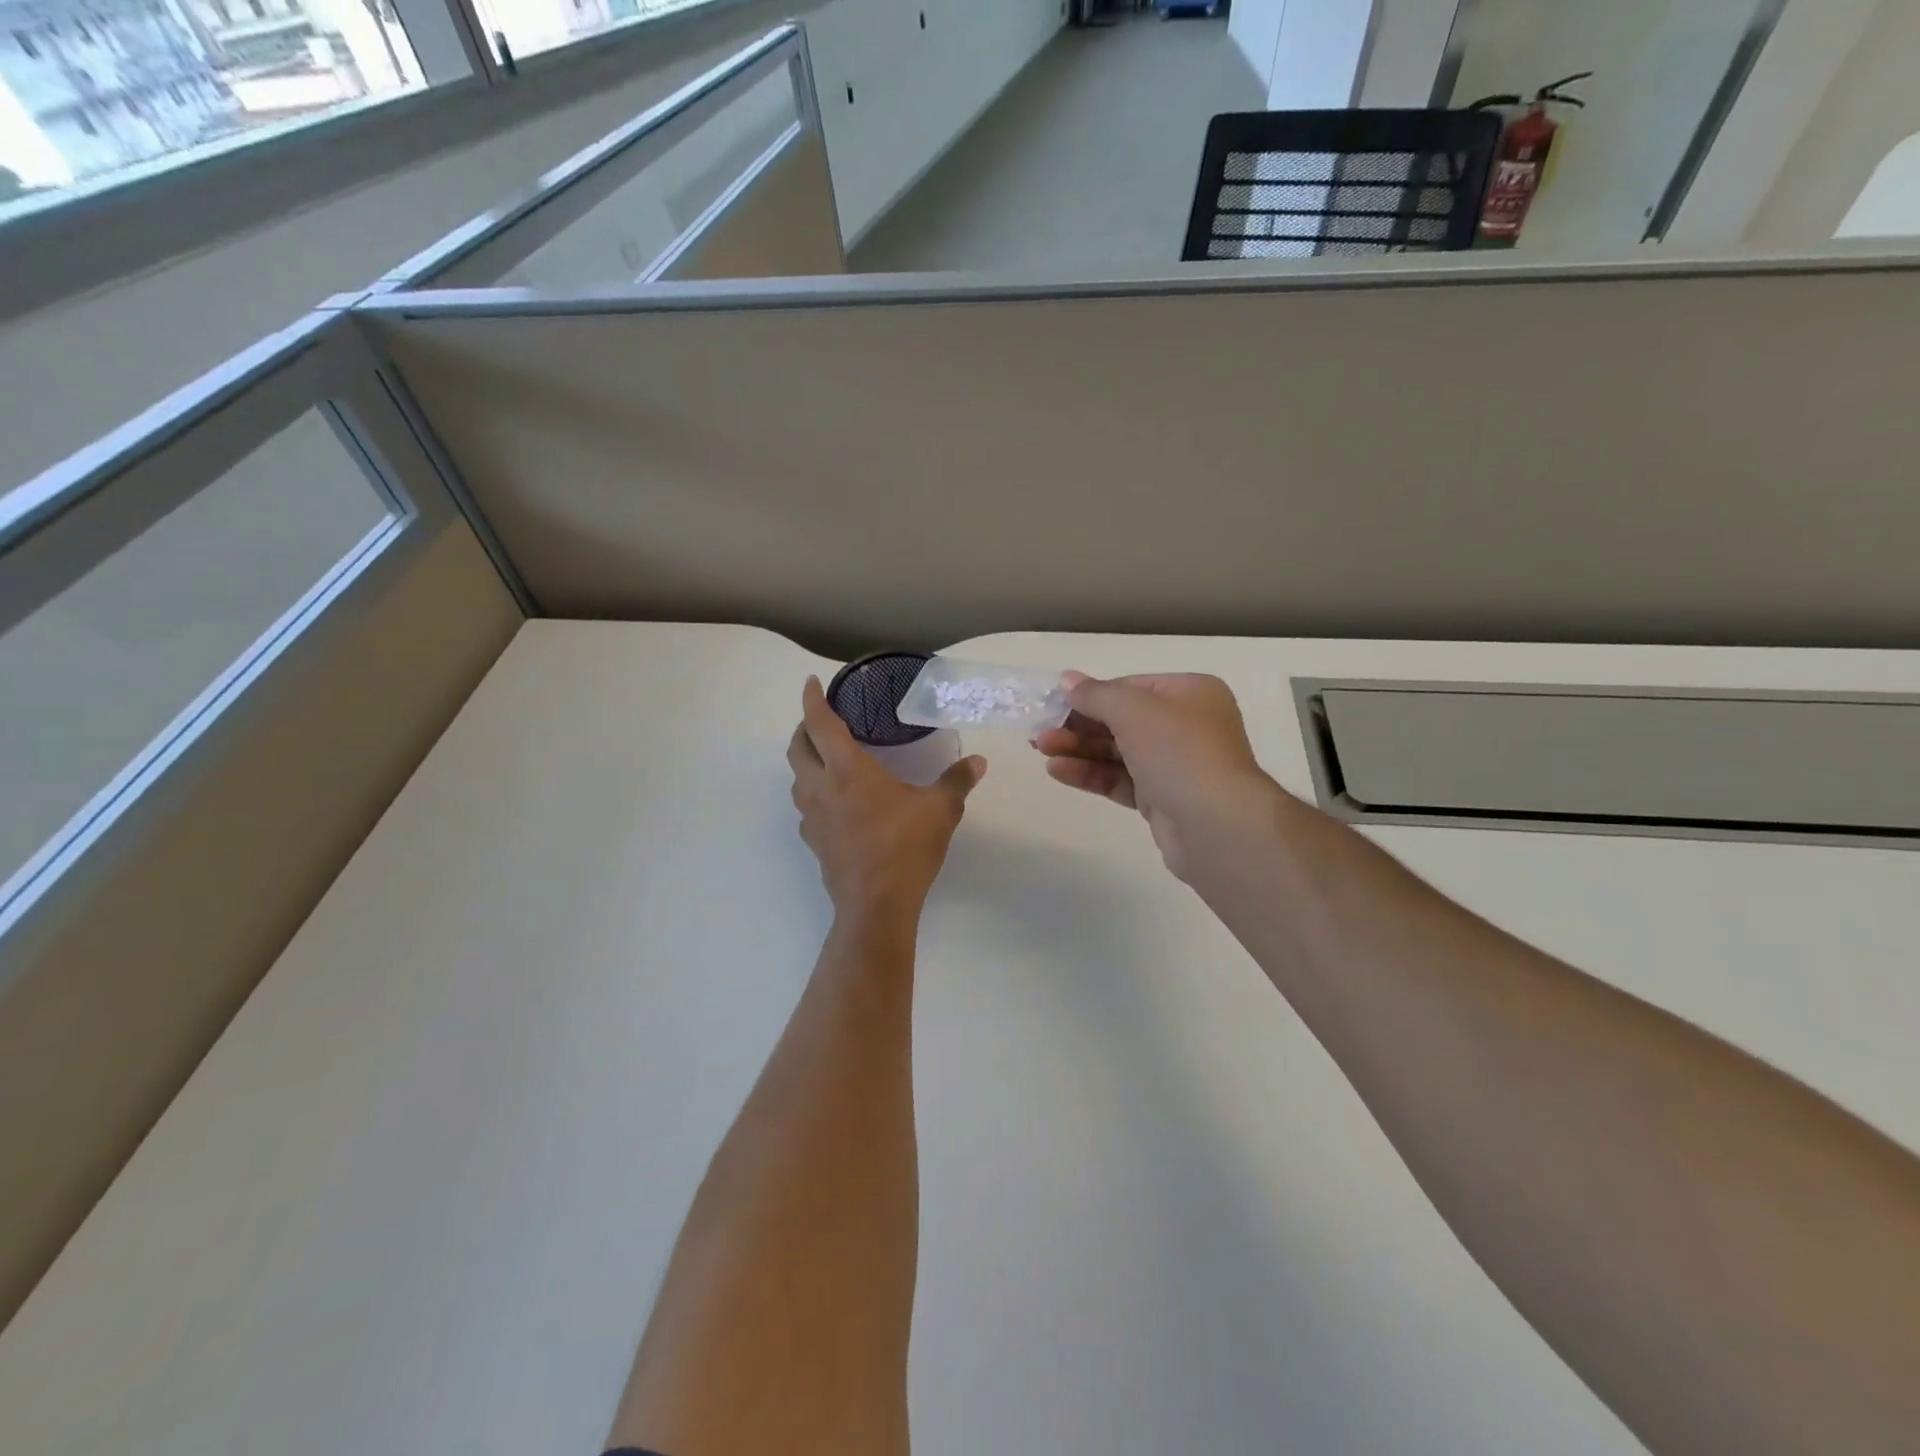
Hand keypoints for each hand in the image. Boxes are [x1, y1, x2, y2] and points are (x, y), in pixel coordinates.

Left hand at [789, 676, 986, 922]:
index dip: (812, 700)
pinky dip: (813, 794)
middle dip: (804, 728)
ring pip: (796, 779)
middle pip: (797, 748)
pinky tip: (835, 803)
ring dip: (806, 762)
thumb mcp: (940, 810)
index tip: (812, 684)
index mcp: (847, 770)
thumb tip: (978, 761)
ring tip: (827, 758)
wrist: (876, 905)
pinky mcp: (814, 842)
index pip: (820, 724)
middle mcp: (821, 788)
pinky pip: (806, 808)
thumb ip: (957, 781)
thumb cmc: (905, 848)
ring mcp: (813, 817)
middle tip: (821, 721)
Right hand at [1034, 673, 1280, 881]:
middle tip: (1039, 732)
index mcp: (1190, 693)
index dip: (1091, 694)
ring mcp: (1175, 765)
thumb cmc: (1179, 751)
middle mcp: (1186, 726)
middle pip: (1122, 720)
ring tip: (1041, 751)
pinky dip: (1091, 774)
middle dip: (1079, 725)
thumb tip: (1067, 679)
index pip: (1131, 687)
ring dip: (1079, 750)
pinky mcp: (1163, 800)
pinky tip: (1058, 771)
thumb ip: (1096, 694)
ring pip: (1118, 752)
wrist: (1216, 825)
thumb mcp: (1133, 710)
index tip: (1055, 704)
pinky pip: (1120, 780)